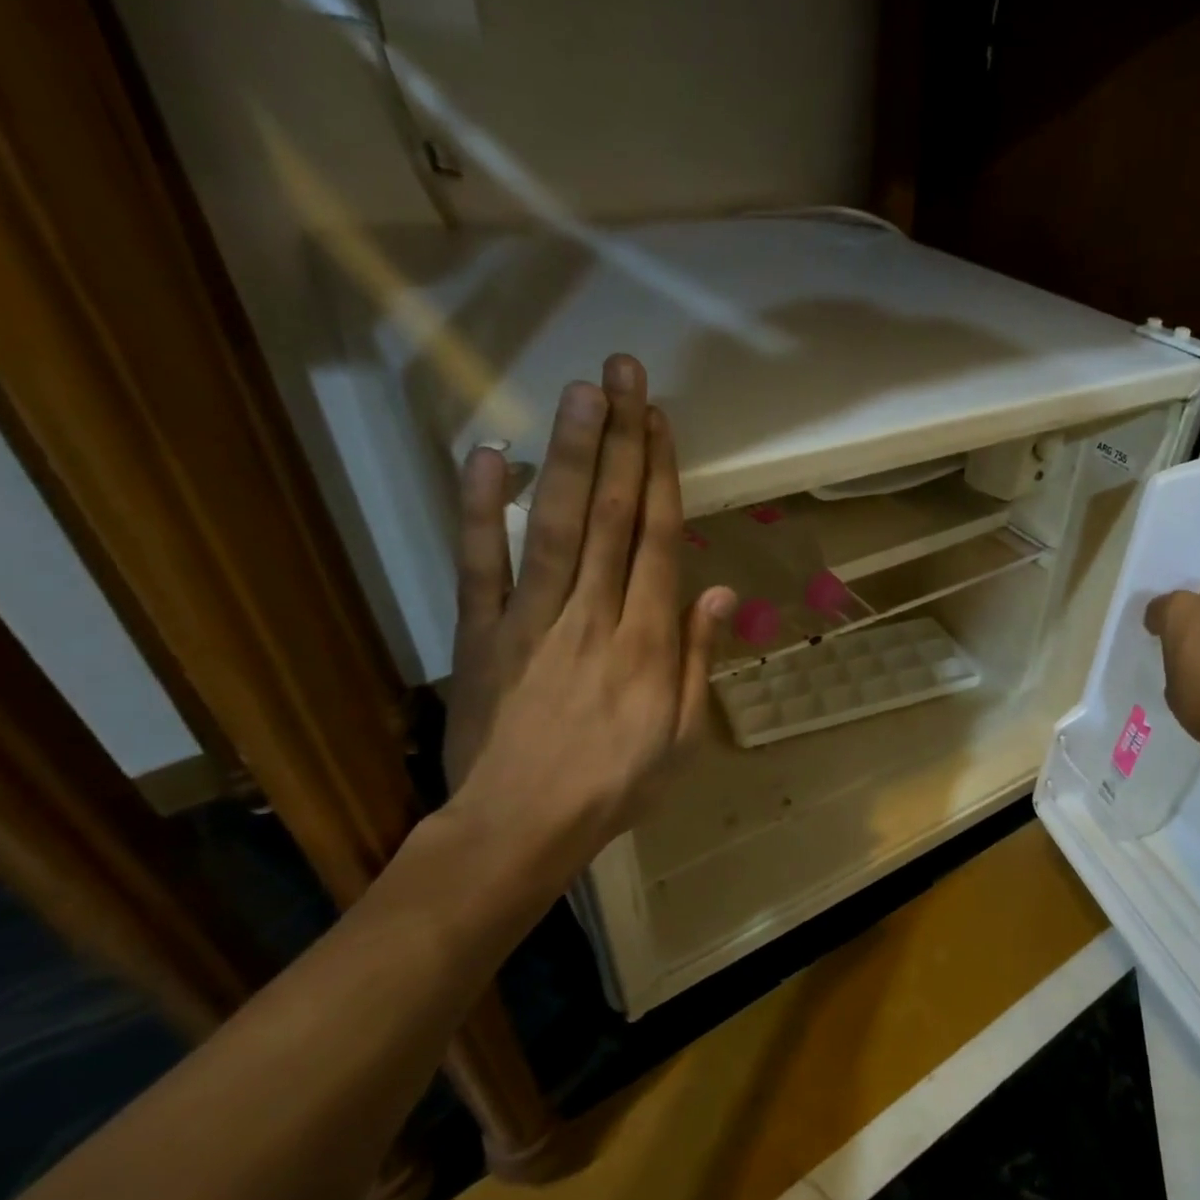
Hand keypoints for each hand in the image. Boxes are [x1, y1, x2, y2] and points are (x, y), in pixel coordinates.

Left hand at [442, 354, 735, 902]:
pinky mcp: (481, 632)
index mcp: (648, 640)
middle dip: (622, 439)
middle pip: (613, 514)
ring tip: (582, 392)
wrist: (521, 826)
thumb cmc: (616, 786)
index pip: (659, 539)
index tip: (661, 420)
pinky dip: (482, 510)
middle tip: (624, 372)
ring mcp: (532, 618)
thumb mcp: (683, 736)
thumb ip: (698, 659)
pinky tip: (489, 456)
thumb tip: (719, 590)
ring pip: (558, 524)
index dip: (662, 474)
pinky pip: (480, 564)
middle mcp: (595, 613)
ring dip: (571, 455)